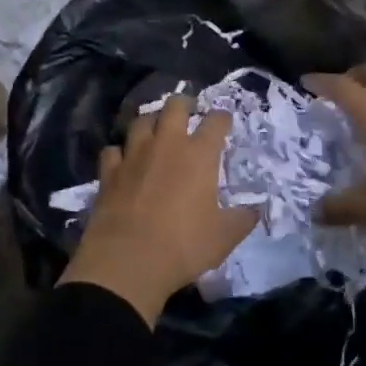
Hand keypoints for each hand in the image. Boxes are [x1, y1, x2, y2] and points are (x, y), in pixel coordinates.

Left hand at [58, 98, 256, 325]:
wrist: (128, 261)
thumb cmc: (183, 246)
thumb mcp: (223, 238)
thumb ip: (242, 219)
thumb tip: (256, 210)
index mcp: (199, 155)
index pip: (215, 122)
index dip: (222, 118)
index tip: (224, 121)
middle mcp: (166, 144)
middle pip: (174, 106)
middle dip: (184, 104)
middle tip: (188, 112)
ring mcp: (134, 154)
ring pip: (141, 121)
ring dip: (151, 122)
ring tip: (156, 130)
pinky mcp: (109, 171)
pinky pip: (113, 150)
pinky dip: (120, 152)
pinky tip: (123, 161)